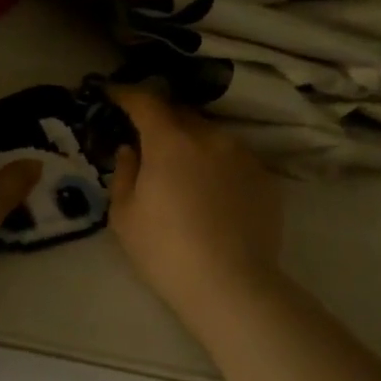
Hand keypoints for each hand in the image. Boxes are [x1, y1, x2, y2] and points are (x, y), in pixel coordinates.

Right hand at [108, 88, 281, 316]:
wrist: (231, 286)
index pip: (146, 102)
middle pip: (181, 114)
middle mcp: (210, 137)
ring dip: (192, 143)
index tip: (114, 95)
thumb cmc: (165, 251)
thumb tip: (131, 150)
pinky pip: (234, 159)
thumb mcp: (124, 216)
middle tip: (147, 138)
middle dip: (161, 120)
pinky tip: (213, 193)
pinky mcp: (266, 178)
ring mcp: (243, 156)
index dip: (127, 94)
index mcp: (170, 141)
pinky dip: (218, 165)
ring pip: (211, 136)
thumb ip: (124, 173)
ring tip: (183, 170)